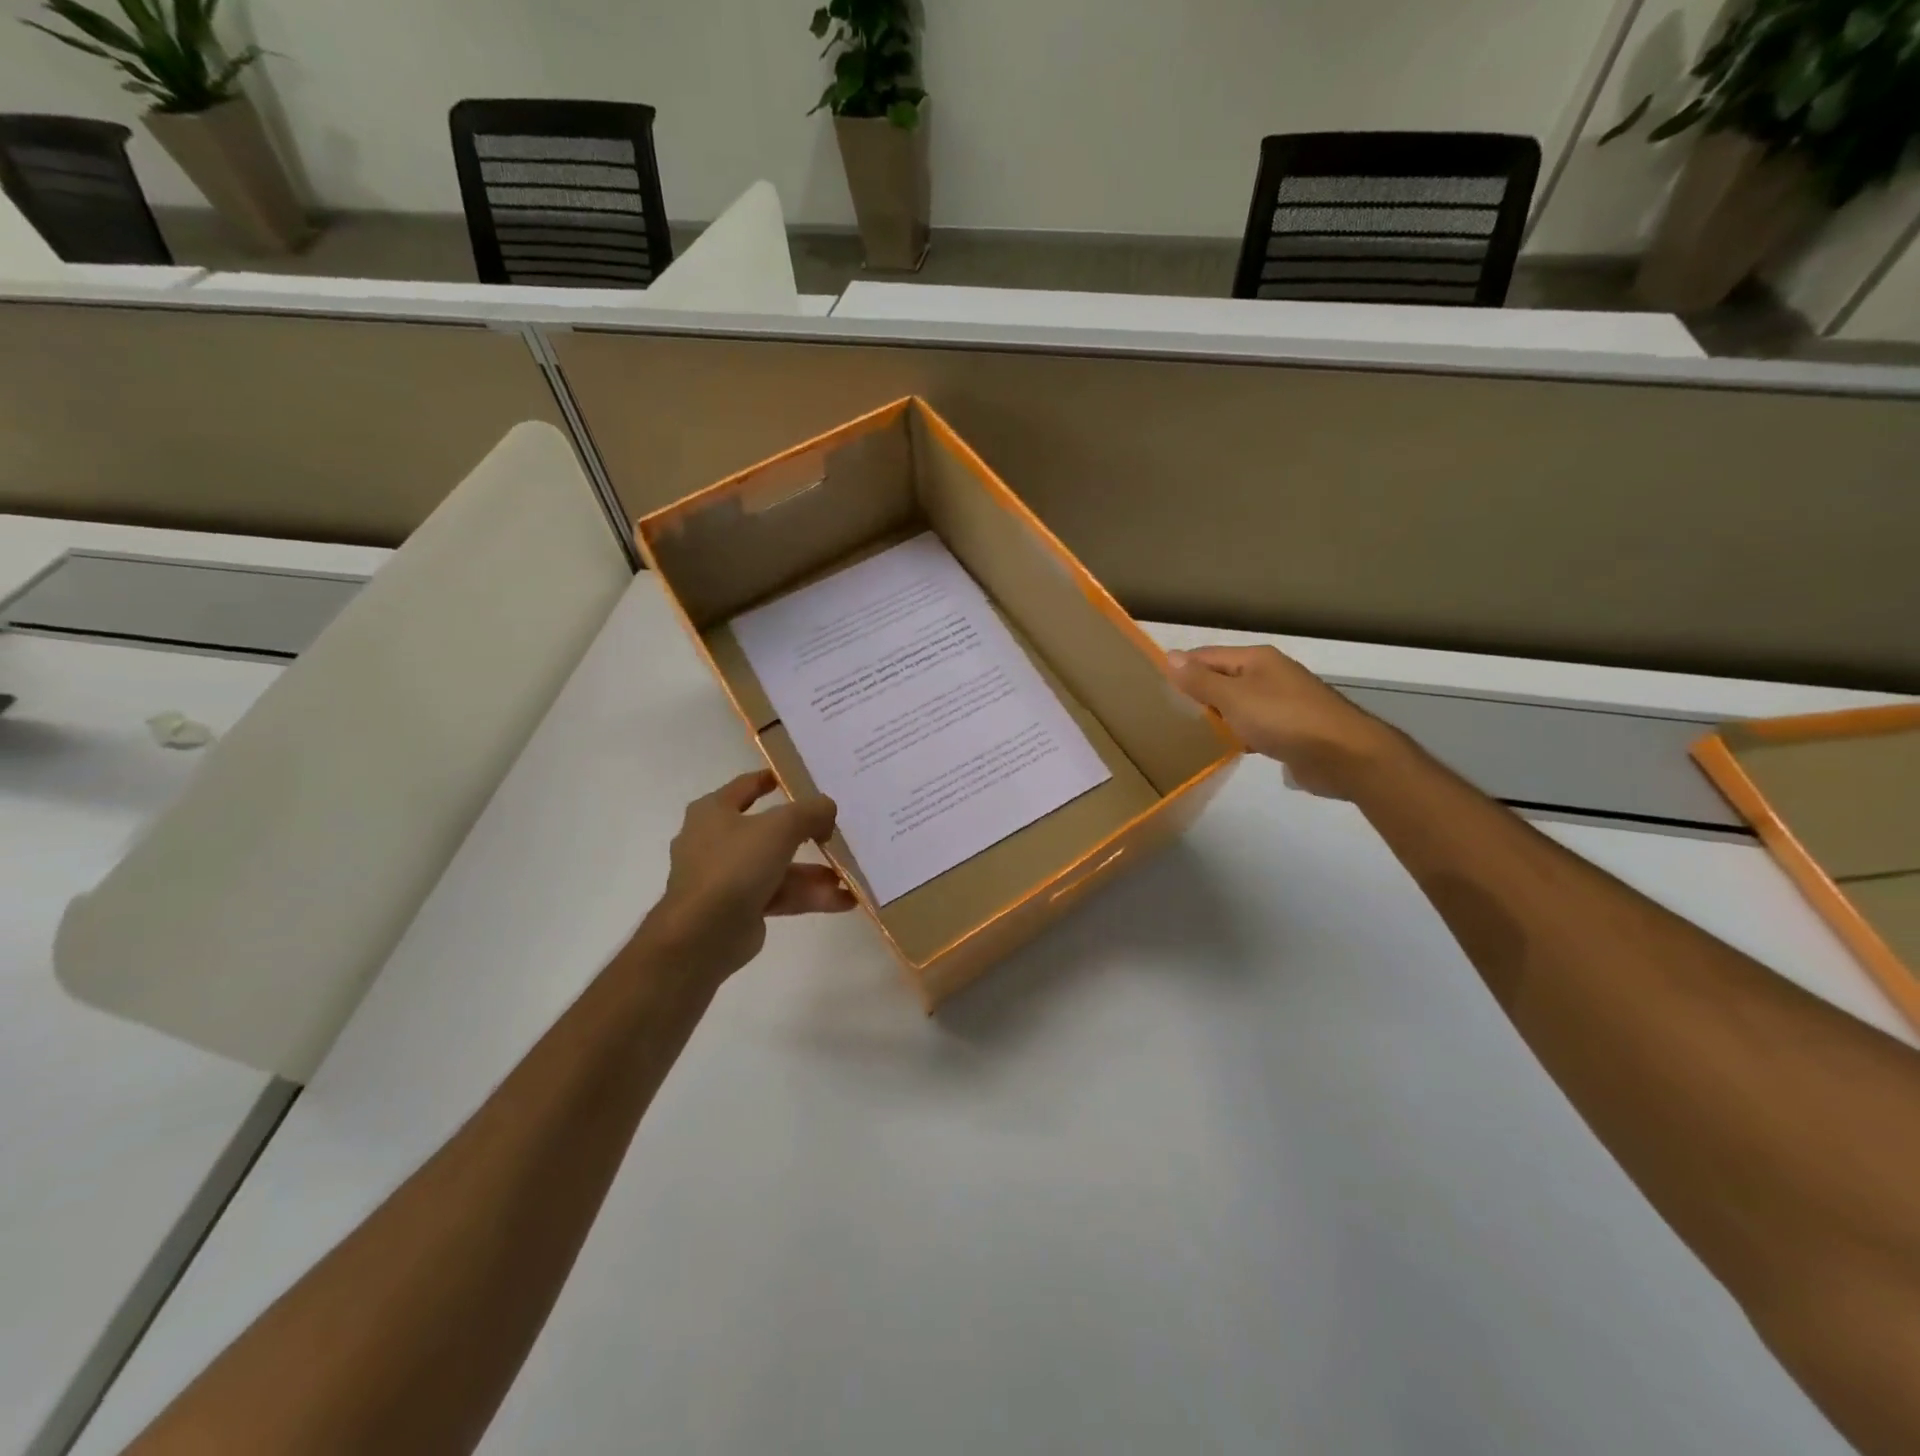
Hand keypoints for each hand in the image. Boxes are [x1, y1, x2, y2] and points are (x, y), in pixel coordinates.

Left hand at [642, 770, 856, 981]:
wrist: (702, 934)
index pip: (745, 786)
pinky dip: (808, 896)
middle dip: (804, 833)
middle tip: (835, 829)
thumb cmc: (735, 865)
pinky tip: (844, 900)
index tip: (798, 777)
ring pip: (778, 867)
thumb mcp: (781, 827)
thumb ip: (811, 812)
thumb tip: (828, 809)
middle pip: (768, 830)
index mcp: (713, 812)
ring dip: (813, 872)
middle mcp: (716, 841)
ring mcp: (727, 877)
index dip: (771, 779)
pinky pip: (780, 895)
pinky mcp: (740, 908)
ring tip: (848, 873)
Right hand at [1167, 646, 1402, 799]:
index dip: (1181, 667)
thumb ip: (1201, 680)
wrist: (1345, 756)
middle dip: (1197, 692)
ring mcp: (1282, 702)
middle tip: (1165, 712)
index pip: (1207, 656)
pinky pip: (1254, 725)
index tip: (1153, 685)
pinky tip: (1224, 747)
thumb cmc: (1285, 720)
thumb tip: (1169, 656)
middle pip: (1223, 678)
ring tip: (1187, 731)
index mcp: (1256, 660)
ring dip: (1217, 715)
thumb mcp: (1234, 698)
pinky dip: (1238, 733)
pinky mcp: (1291, 730)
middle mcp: (1270, 675)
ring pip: (1238, 704)